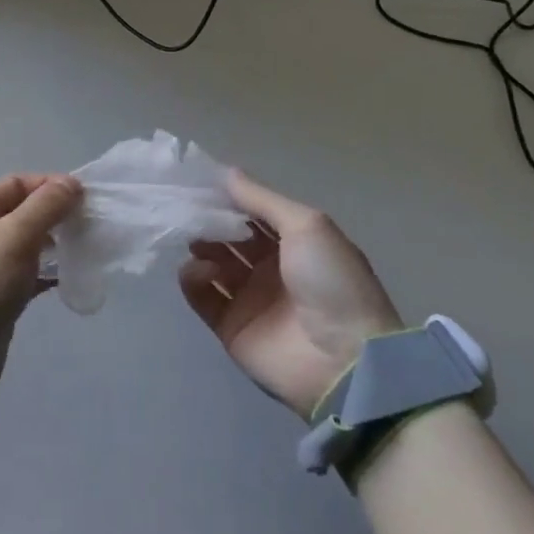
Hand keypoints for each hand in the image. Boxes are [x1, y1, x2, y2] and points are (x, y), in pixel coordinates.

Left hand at [0, 174, 81, 417]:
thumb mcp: (12, 239)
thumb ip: (45, 207)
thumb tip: (72, 183)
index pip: (18, 183)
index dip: (51, 185)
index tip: (86, 197)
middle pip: (23, 211)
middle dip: (57, 214)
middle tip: (91, 223)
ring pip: (28, 244)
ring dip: (56, 243)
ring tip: (87, 247)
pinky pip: (28, 274)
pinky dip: (49, 272)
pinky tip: (72, 276)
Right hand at [179, 171, 402, 419]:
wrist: (344, 361)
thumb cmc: (331, 281)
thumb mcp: (306, 225)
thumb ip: (262, 199)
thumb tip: (226, 173)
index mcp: (294, 242)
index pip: (253, 212)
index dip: (230, 196)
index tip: (201, 180)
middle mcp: (270, 267)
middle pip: (230, 236)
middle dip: (210, 219)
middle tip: (189, 207)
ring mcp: (250, 298)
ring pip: (213, 263)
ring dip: (200, 246)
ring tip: (194, 238)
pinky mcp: (231, 327)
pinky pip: (203, 296)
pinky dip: (194, 278)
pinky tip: (200, 269)